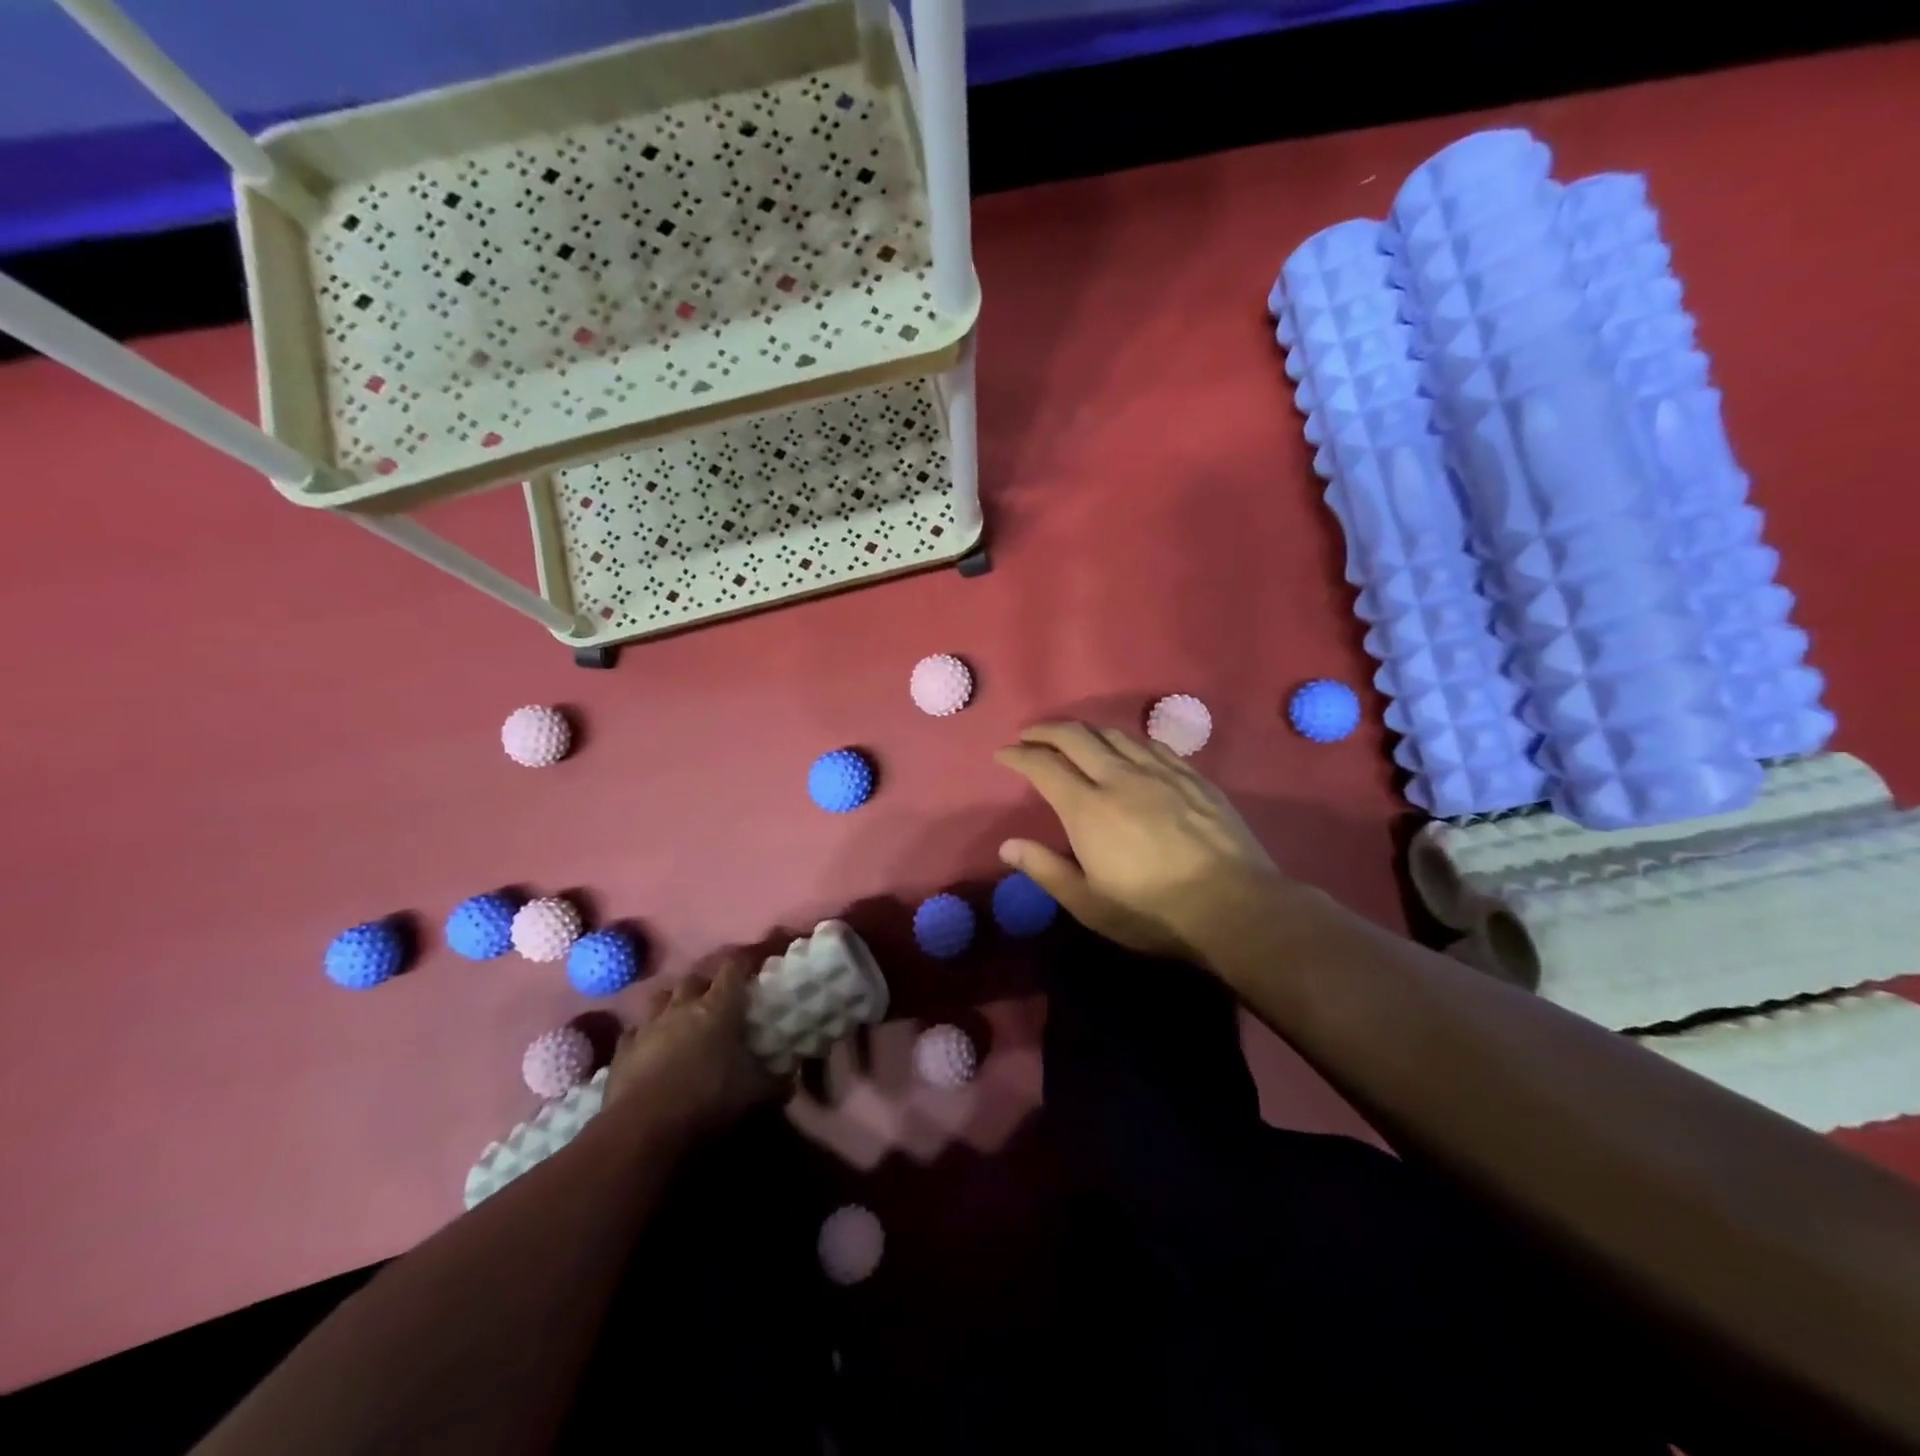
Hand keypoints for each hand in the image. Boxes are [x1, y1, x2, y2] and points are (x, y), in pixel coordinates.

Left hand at [603, 952, 781, 1139]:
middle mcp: (682, 1006)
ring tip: (681, 1017)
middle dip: (705, 984)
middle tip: (716, 999)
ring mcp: (648, 1026)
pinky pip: (634, 1032)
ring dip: (672, 1002)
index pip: (733, 968)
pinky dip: (644, 1035)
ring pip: (660, 998)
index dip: (744, 964)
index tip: (753, 967)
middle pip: (694, 978)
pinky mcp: (622, 1051)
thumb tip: (792, 1075)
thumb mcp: (756, 1092)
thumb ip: (777, 1080)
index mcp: (718, 1007)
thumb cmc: (708, 1099)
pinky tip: (649, 1047)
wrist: (644, 1130)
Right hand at [994, 722, 1287, 959]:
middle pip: (1076, 736)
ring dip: (1085, 730)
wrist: (1234, 906)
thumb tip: (1007, 845)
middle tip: (1030, 735)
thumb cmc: (1153, 912)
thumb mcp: (1089, 903)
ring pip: (1114, 734)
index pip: (1044, 766)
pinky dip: (1125, 739)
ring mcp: (1160, 772)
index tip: (1004, 754)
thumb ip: (1045, 869)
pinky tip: (1125, 747)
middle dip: (1046, 730)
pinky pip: (1151, 743)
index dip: (1019, 756)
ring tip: (1072, 737)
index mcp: (1088, 808)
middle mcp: (1120, 777)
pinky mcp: (1192, 776)